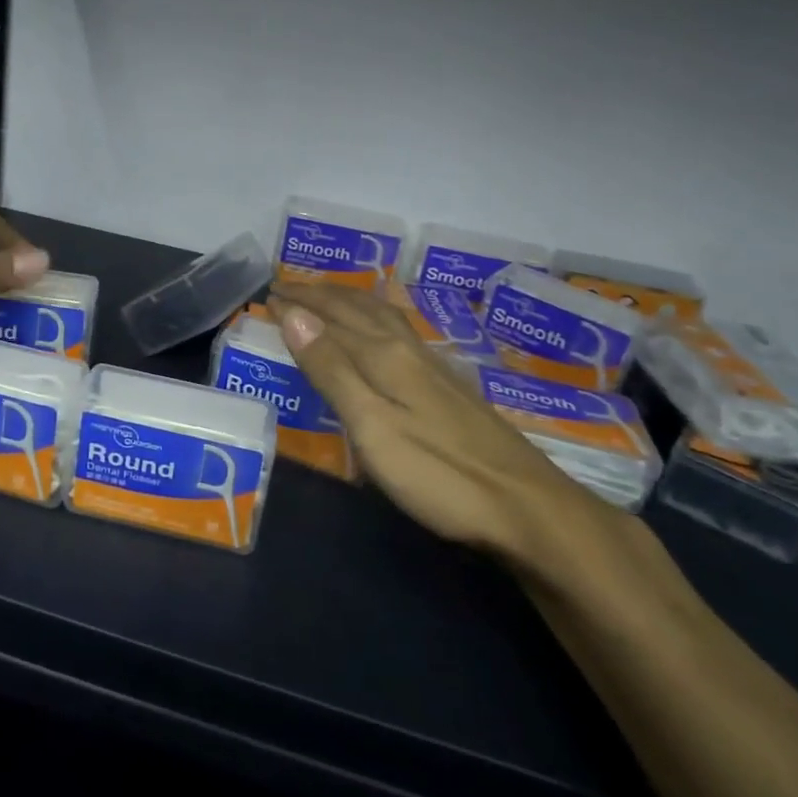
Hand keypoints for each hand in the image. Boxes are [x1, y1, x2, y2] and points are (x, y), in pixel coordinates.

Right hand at [268, 283, 618, 567]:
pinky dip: (375, 319)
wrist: (528, 508)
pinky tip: (383, 332)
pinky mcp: (450, 388)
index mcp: (385, 357)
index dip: (299, 304)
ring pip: (383, 317)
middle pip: (358, 309)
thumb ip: (332, 370)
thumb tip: (294, 315)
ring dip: (349, 301)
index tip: (269, 293)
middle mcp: (408, 351)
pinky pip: (400, 333)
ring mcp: (434, 368)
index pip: (330, 318)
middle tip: (289, 288)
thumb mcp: (372, 426)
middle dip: (321, 295)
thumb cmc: (439, 473)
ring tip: (328, 296)